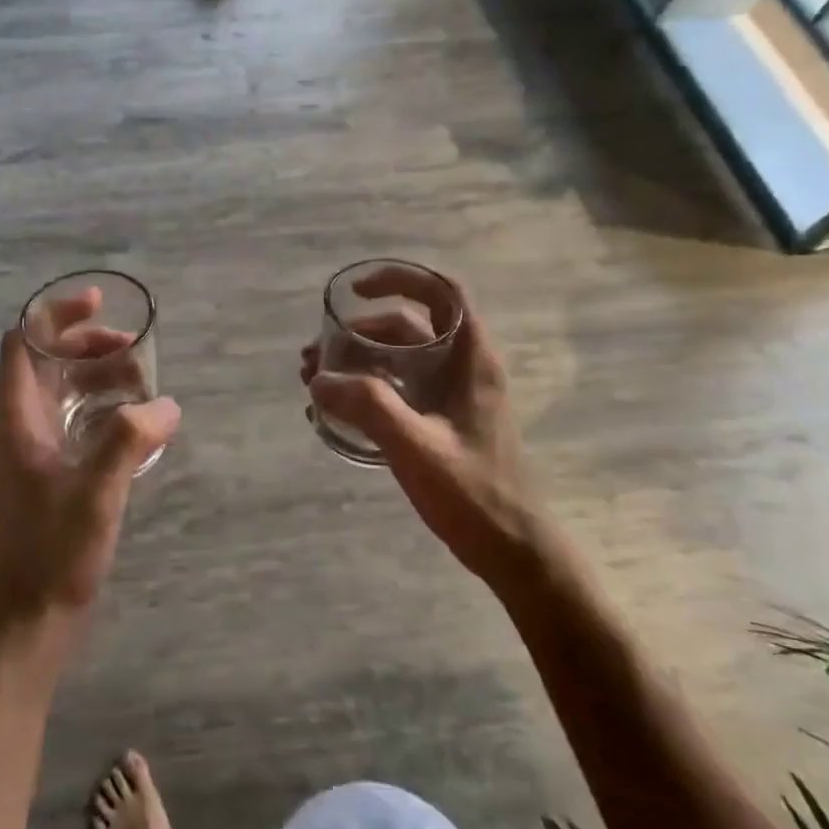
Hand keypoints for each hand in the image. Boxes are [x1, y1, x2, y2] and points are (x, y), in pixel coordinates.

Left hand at [0, 289, 179, 631]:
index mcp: (16, 416)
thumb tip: (166, 404)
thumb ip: (130, 440)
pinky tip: (135, 421)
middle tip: (135, 349)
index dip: (56, 314)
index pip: (23, 340)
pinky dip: (100, 404)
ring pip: (62, 387)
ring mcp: (31, 446)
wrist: (33, 615)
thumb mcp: (97, 492)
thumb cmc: (55, 551)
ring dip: (98, 374)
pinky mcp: (47, 468)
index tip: (99, 304)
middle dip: (89, 343)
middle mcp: (18, 422)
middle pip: (46, 358)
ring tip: (143, 383)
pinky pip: (73, 416)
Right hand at [301, 268, 537, 586]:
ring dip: (356, 361)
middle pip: (408, 326)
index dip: (400, 279)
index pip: (442, 292)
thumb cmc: (473, 493)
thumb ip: (368, 406)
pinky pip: (398, 387)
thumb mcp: (416, 446)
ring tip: (315, 381)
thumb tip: (319, 378)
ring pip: (398, 358)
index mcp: (469, 359)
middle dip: (358, 332)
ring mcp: (451, 395)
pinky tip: (336, 409)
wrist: (512, 549)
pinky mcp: (440, 420)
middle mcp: (461, 367)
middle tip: (315, 355)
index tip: (355, 291)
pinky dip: (366, 387)